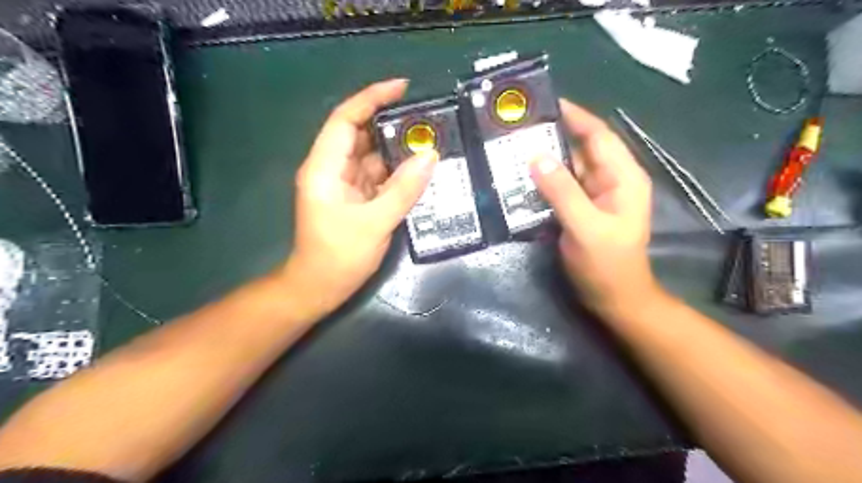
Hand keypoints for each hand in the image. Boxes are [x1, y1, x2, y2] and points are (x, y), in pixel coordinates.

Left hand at [283, 80, 438, 316]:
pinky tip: (417, 169)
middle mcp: (332, 169)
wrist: (319, 288)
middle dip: (391, 124)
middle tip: (427, 121)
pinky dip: (396, 171)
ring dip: (397, 149)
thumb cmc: (339, 257)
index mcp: (325, 168)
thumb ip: (403, 189)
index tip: (402, 87)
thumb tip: (430, 156)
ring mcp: (343, 184)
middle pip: (360, 134)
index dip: (372, 98)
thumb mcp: (375, 223)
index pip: (346, 120)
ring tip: (429, 142)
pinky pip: (377, 175)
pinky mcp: (354, 197)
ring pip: (371, 156)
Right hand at [534, 100, 660, 314]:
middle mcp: (610, 180)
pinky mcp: (580, 208)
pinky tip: (521, 176)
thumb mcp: (585, 228)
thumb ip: (563, 192)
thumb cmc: (607, 265)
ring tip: (514, 146)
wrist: (614, 299)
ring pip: (569, 167)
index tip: (546, 102)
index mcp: (622, 177)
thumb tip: (535, 158)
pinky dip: (543, 179)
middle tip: (519, 126)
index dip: (575, 116)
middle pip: (581, 148)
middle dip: (553, 135)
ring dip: (545, 157)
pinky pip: (561, 186)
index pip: (598, 136)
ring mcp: (594, 195)